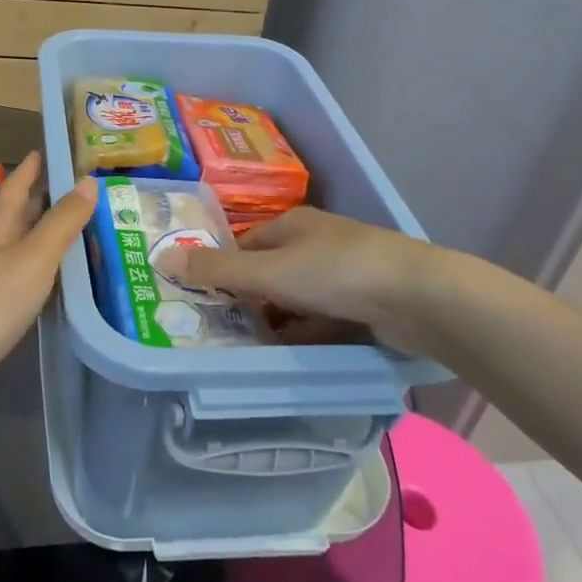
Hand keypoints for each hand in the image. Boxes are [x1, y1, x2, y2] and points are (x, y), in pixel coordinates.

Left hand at [0, 152, 97, 419]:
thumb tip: (88, 180)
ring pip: (24, 249)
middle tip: (82, 189)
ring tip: (83, 231)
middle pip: (20, 216)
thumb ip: (62, 222)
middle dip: (45, 199)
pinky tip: (62, 282)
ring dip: (48, 237)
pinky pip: (25, 281)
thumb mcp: (33, 257)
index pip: (16, 187)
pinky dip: (46, 273)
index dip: (32, 167)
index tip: (49, 148)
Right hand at [152, 206, 450, 349]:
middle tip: (225, 332)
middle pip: (273, 273)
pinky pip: (325, 320)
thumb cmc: (336, 272)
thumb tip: (162, 257)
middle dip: (252, 301)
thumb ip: (218, 271)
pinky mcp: (367, 304)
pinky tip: (294, 355)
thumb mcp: (269, 272)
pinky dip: (308, 335)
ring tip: (253, 350)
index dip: (226, 269)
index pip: (248, 245)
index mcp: (294, 225)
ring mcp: (346, 275)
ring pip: (300, 300)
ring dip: (280, 321)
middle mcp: (318, 244)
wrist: (418, 298)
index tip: (207, 299)